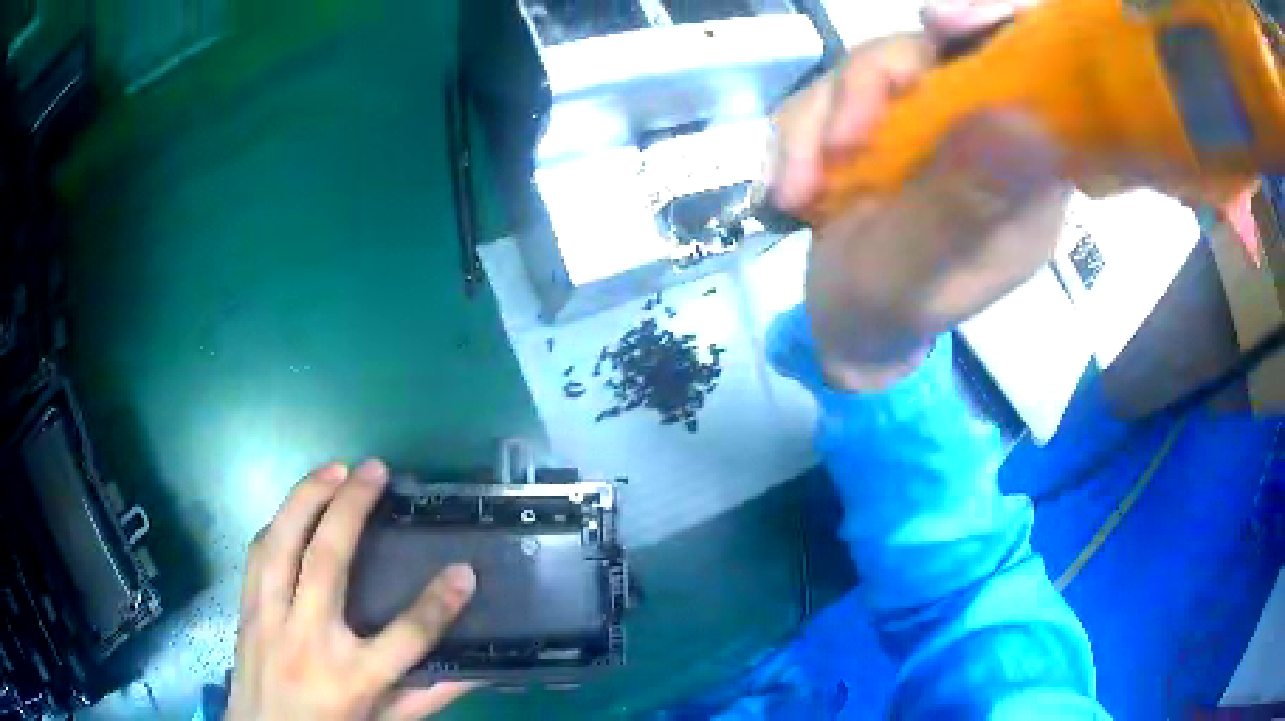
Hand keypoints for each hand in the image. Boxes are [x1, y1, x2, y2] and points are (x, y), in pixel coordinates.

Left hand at [227, 459, 478, 720]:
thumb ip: (427, 697)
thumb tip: (476, 672)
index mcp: (351, 678)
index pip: (405, 637)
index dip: (439, 604)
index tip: (465, 572)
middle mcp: (307, 641)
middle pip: (327, 562)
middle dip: (351, 508)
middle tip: (374, 469)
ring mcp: (269, 620)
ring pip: (281, 544)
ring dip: (305, 498)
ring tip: (332, 469)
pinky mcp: (245, 610)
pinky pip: (256, 554)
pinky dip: (277, 523)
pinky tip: (293, 509)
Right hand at [770, 2, 1069, 390]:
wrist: (845, 327)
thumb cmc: (892, 315)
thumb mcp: (923, 274)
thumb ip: (964, 205)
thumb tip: (1019, 118)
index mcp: (1024, 169)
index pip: (1033, 72)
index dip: (997, 25)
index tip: (943, 24)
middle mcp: (981, 130)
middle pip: (936, 51)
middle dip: (874, 83)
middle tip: (838, 140)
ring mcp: (926, 119)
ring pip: (871, 67)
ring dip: (818, 124)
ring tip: (796, 196)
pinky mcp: (877, 119)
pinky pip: (828, 92)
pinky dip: (797, 138)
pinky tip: (788, 193)